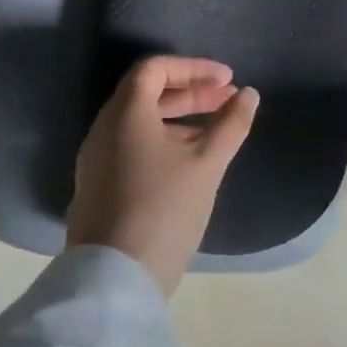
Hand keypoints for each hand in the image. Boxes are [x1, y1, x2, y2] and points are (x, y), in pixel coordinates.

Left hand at [67, 55, 259, 294]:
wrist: (115, 278)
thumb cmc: (164, 208)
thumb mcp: (206, 164)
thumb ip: (230, 124)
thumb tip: (249, 95)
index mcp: (125, 113)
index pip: (155, 69)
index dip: (194, 68)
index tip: (228, 80)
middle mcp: (104, 128)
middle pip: (147, 93)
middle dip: (191, 93)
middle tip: (228, 100)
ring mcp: (97, 158)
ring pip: (140, 122)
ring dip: (179, 118)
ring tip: (216, 131)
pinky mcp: (99, 185)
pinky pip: (132, 146)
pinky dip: (163, 140)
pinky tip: (189, 161)